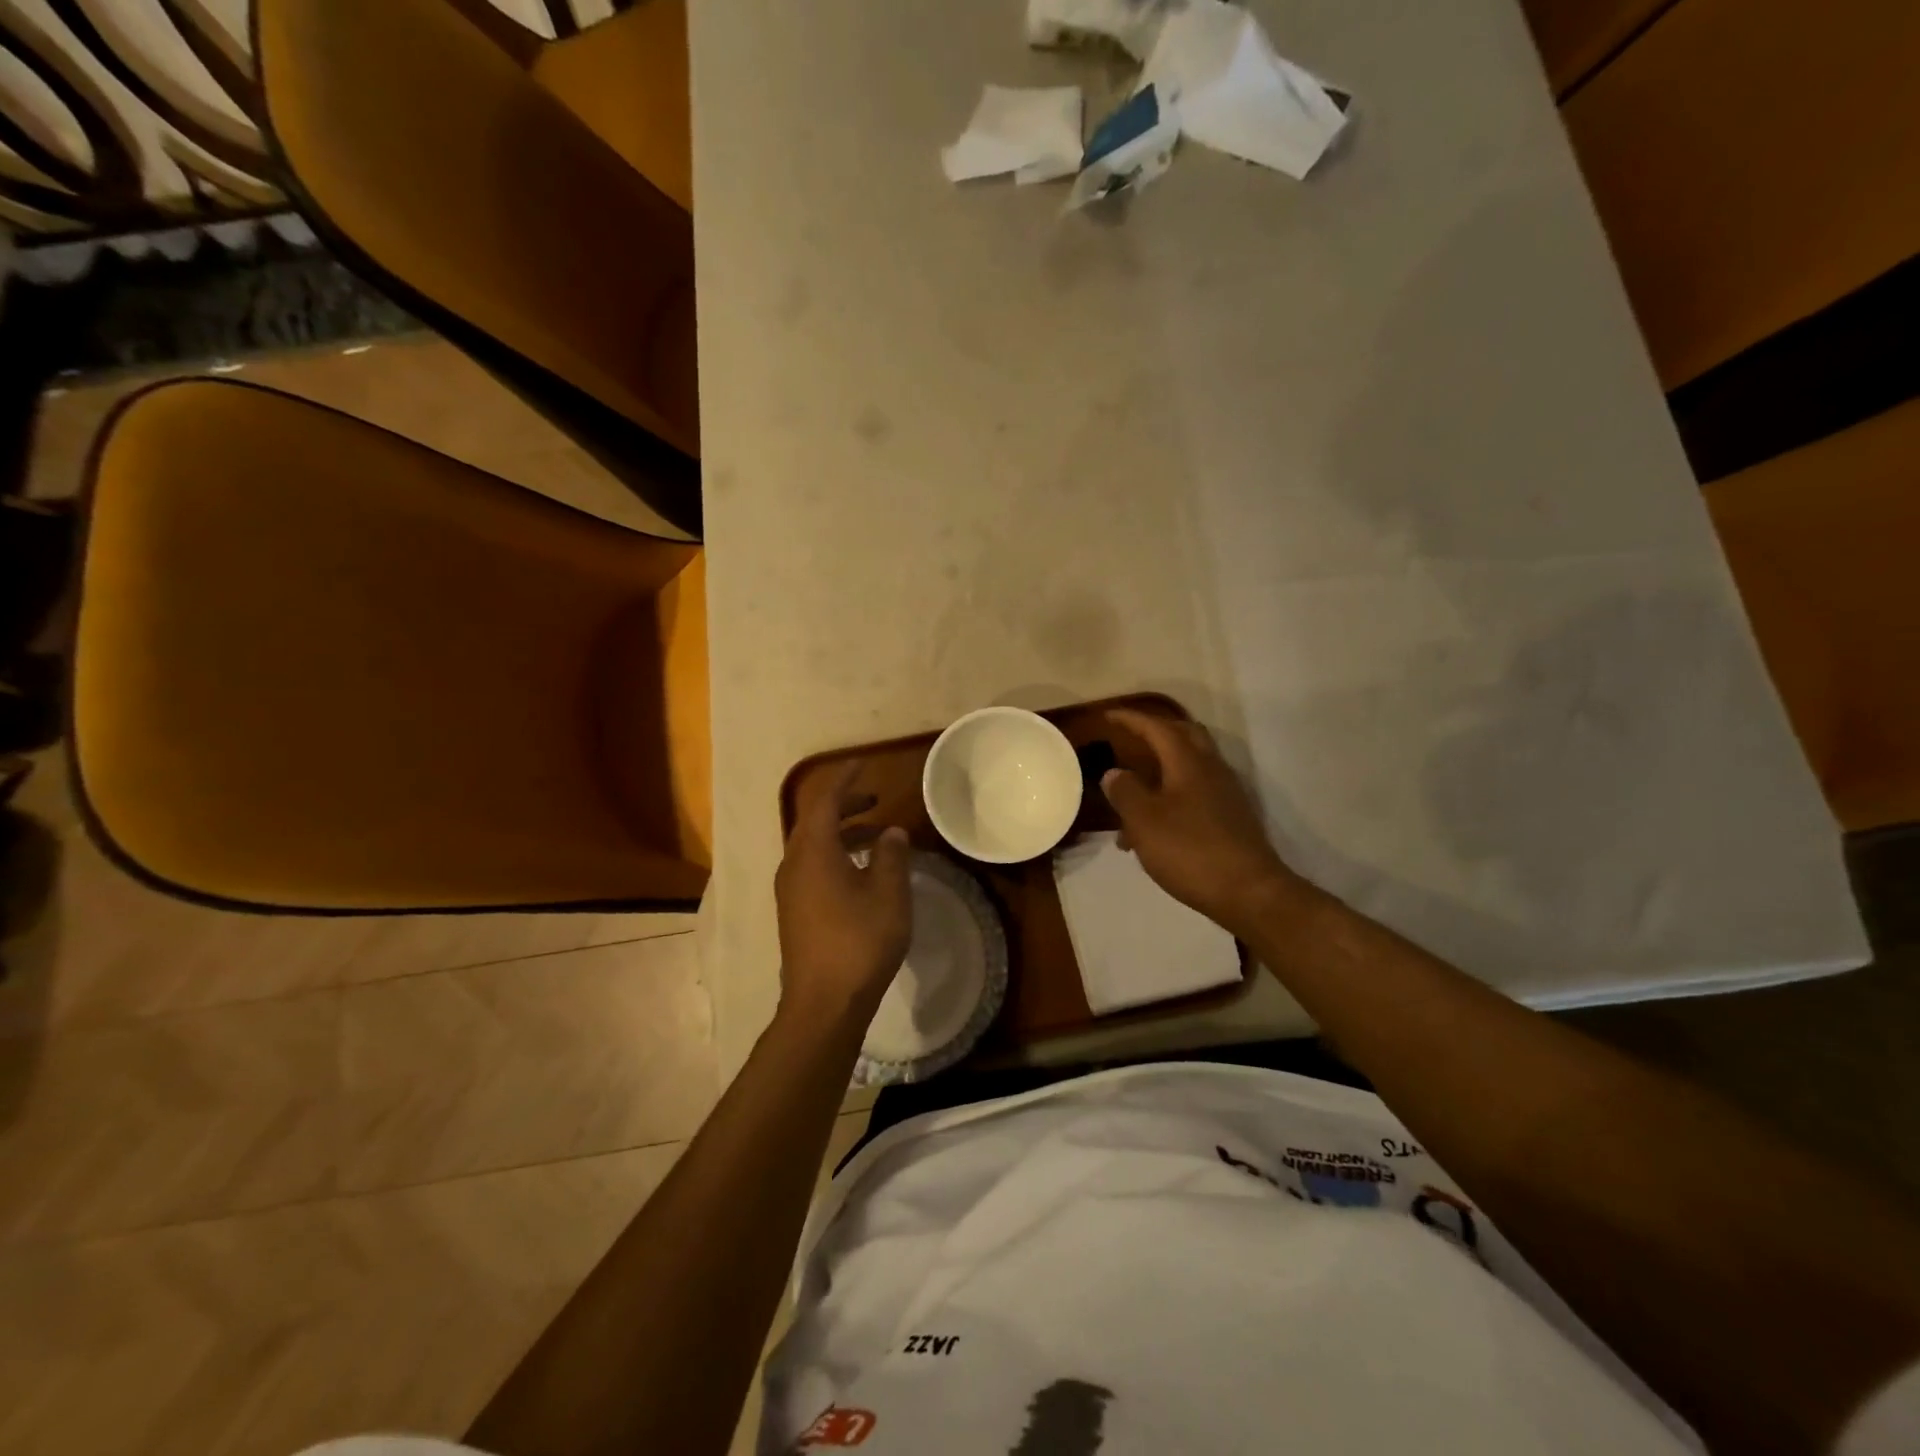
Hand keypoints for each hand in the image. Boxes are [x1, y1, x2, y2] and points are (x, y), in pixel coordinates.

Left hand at [775, 762, 912, 1028]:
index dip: (843, 780)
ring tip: (877, 836)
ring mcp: (789, 890)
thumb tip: (891, 833)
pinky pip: (812, 868)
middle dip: (844, 806)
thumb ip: (891, 856)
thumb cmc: (859, 941)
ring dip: (842, 834)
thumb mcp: (887, 893)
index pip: (823, 800)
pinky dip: (836, 856)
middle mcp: (794, 864)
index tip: (861, 765)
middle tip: (875, 799)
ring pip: (813, 846)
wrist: (824, 1003)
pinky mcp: (794, 912)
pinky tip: (861, 873)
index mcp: (813, 851)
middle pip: (815, 821)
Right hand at [1101, 709, 1301, 936]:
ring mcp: (1225, 794)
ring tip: (1131, 794)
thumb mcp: (1144, 821)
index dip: (1131, 719)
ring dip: (1160, 770)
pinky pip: (1195, 793)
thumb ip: (1126, 792)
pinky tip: (1153, 827)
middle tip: (1128, 738)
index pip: (1157, 727)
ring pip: (1188, 767)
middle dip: (1154, 733)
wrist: (1249, 892)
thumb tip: (1115, 772)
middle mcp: (1211, 769)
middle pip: (1183, 737)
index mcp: (1188, 762)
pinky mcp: (1230, 818)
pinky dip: (1171, 796)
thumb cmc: (1190, 851)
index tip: (1108, 715)